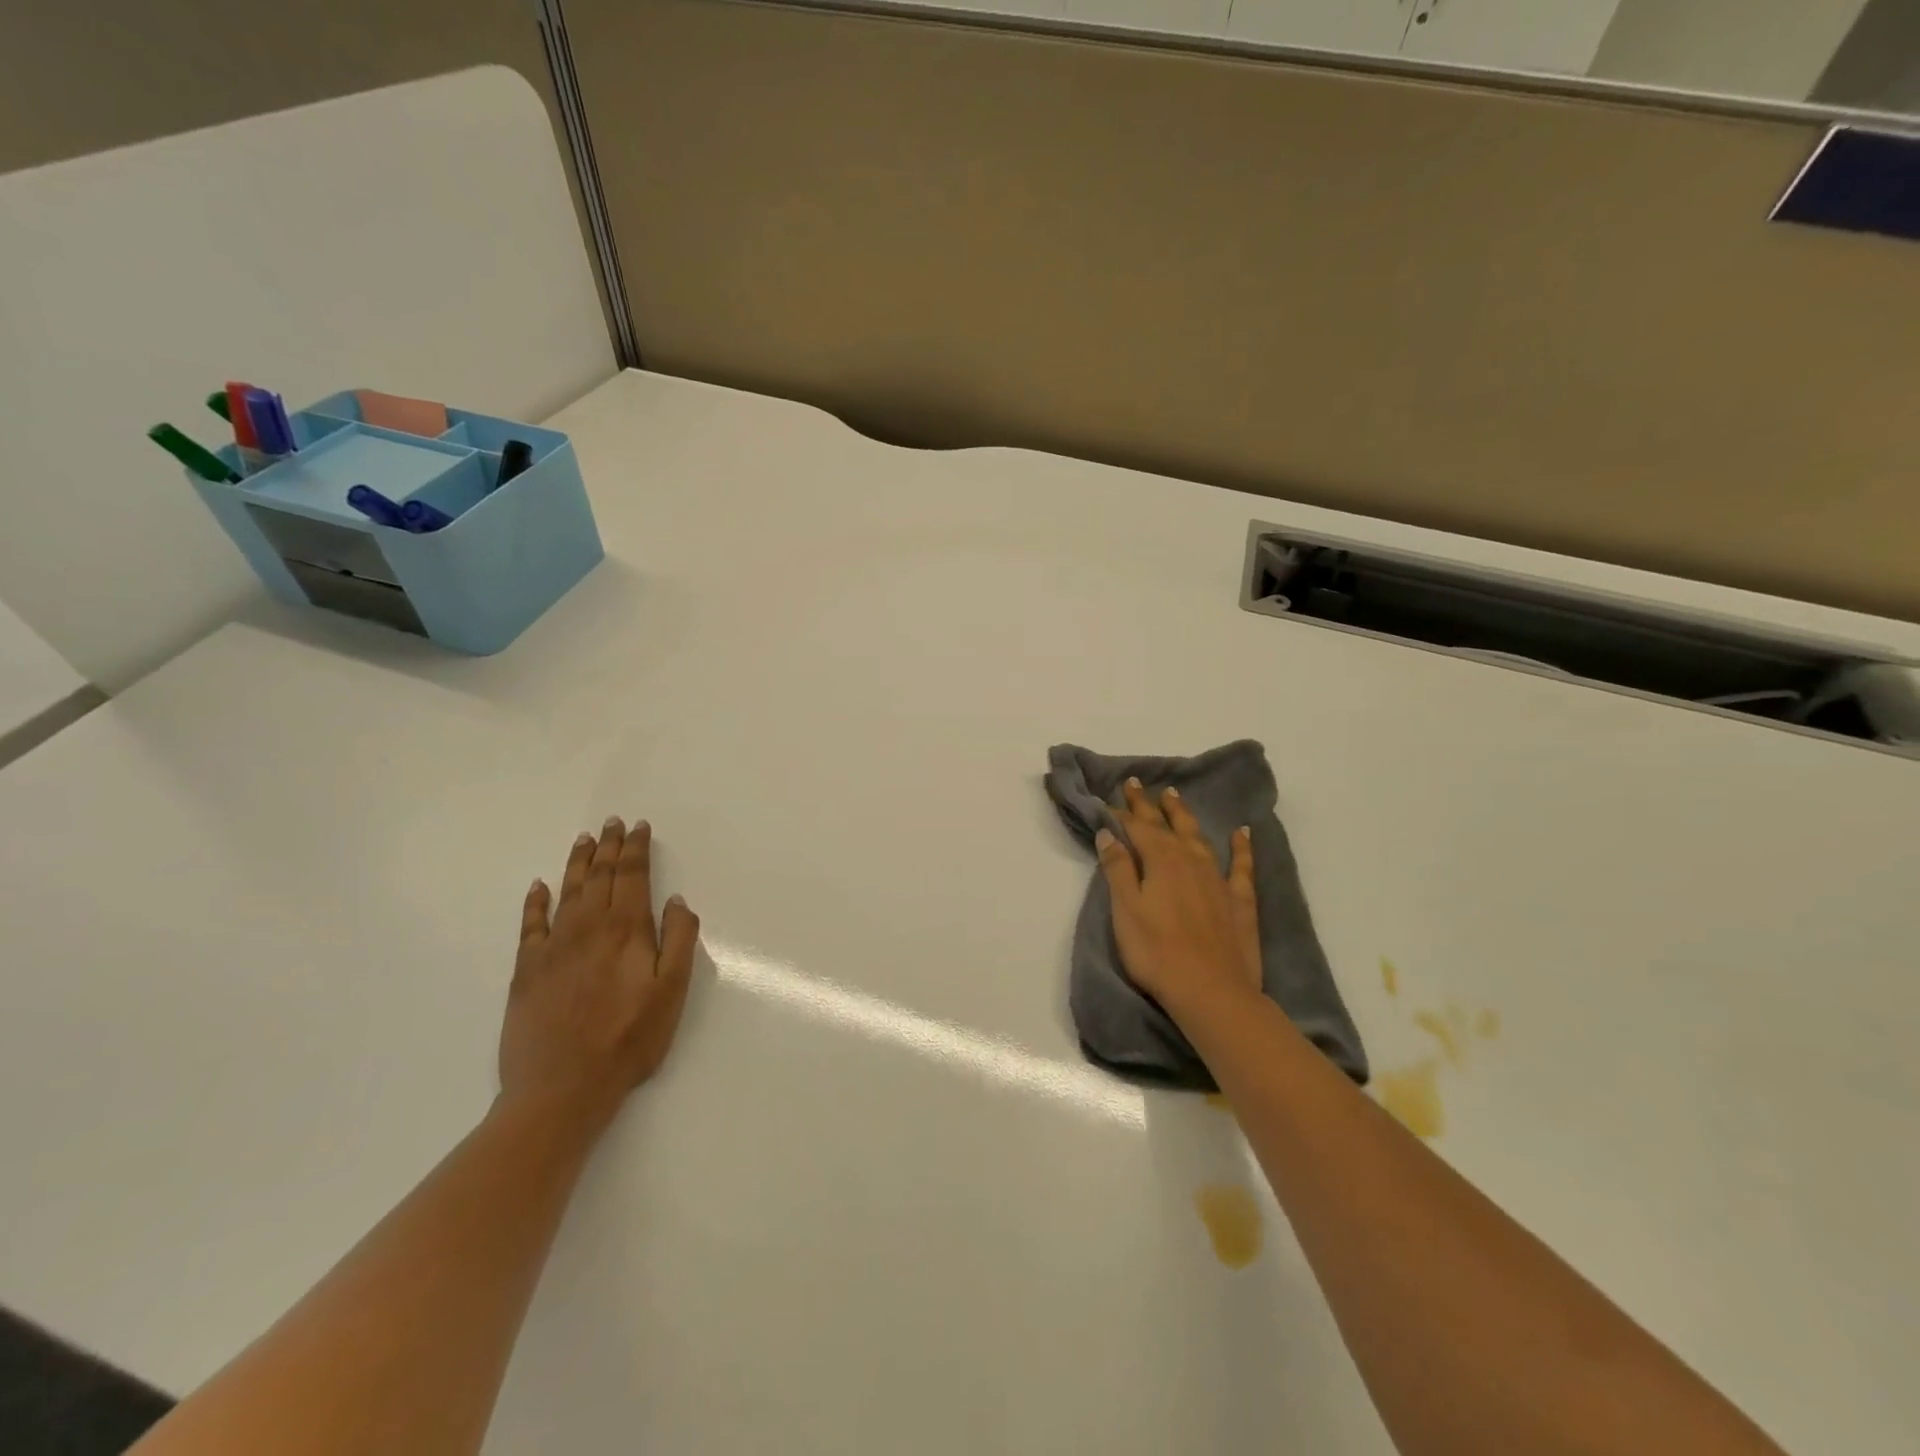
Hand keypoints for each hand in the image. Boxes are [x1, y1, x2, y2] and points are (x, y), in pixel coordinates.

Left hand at [500, 816, 699, 1131]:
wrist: (562, 1088)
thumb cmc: (629, 1039)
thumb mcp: (672, 992)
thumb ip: (679, 941)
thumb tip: (677, 901)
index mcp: (627, 930)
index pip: (633, 877)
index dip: (636, 849)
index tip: (638, 827)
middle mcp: (588, 928)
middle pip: (599, 876)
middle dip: (608, 847)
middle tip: (611, 822)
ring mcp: (553, 947)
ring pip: (567, 892)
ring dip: (577, 863)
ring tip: (584, 840)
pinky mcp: (526, 970)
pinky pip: (530, 925)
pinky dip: (535, 902)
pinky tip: (538, 886)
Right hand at [1098, 778, 1261, 1017]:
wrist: (1212, 991)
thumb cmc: (1157, 952)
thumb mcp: (1126, 910)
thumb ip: (1117, 869)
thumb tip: (1108, 833)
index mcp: (1160, 861)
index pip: (1138, 828)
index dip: (1123, 813)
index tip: (1111, 798)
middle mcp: (1190, 860)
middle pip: (1167, 826)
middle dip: (1149, 805)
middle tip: (1137, 783)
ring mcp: (1218, 879)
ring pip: (1199, 836)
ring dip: (1184, 816)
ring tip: (1174, 797)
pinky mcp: (1239, 900)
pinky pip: (1242, 864)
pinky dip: (1242, 846)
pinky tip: (1242, 832)